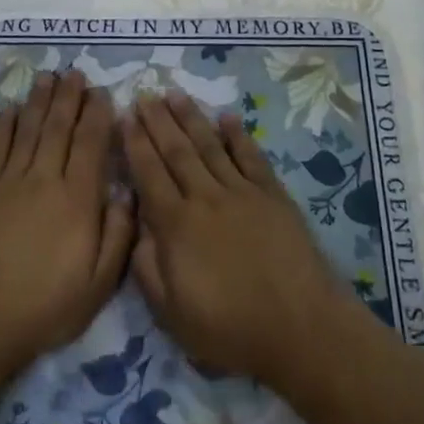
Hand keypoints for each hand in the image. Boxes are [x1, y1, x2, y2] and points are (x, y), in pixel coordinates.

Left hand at [0, 70, 134, 374]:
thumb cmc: (47, 305)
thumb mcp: (99, 283)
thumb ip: (118, 235)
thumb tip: (127, 193)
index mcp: (77, 199)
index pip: (90, 144)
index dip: (98, 115)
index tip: (103, 93)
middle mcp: (44, 180)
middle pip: (59, 128)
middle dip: (69, 97)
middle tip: (76, 73)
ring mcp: (11, 183)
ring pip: (29, 130)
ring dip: (40, 101)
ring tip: (48, 77)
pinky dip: (6, 125)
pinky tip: (11, 109)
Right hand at [122, 91, 365, 393]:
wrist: (300, 328)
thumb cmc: (230, 329)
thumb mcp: (172, 314)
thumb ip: (147, 267)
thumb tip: (136, 226)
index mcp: (177, 225)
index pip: (149, 174)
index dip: (135, 144)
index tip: (124, 117)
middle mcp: (206, 198)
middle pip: (177, 152)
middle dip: (157, 122)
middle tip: (144, 95)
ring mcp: (242, 193)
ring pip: (210, 146)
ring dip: (191, 118)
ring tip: (175, 94)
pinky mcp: (272, 196)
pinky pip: (251, 157)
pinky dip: (238, 136)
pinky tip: (228, 117)